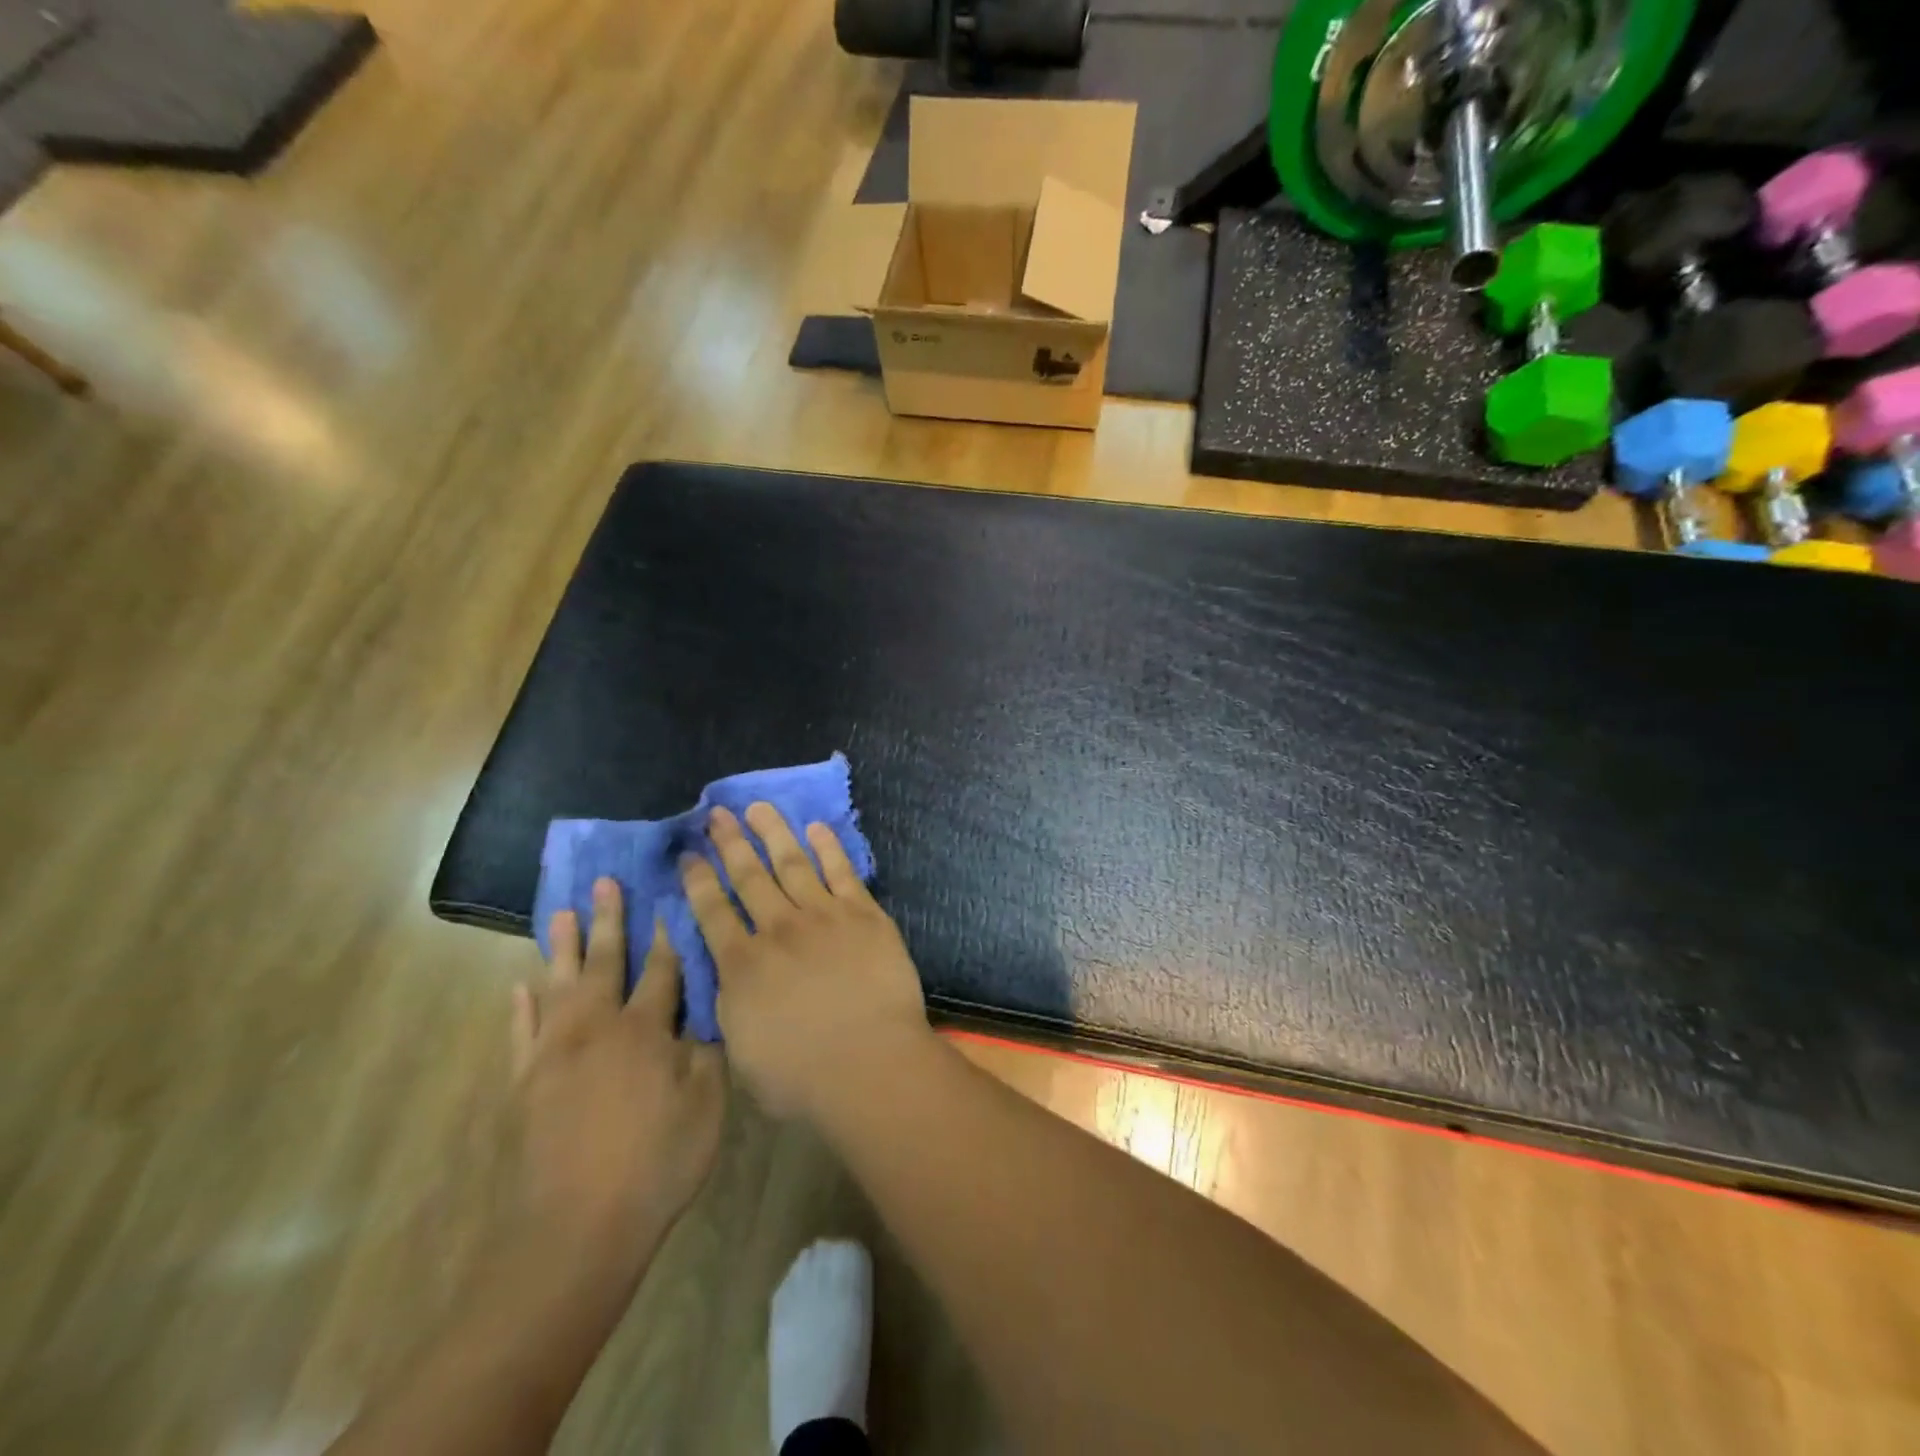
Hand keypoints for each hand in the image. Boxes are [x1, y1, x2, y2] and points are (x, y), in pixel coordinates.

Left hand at [510, 878, 724, 1276]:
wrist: (578, 1229)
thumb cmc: (656, 1164)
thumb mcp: (706, 1107)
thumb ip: (707, 1053)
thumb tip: (704, 1014)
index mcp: (645, 1030)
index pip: (662, 970)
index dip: (668, 936)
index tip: (667, 901)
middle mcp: (597, 1028)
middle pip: (605, 963)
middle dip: (610, 921)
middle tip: (605, 883)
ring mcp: (555, 1054)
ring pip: (558, 986)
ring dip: (561, 948)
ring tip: (562, 913)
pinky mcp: (526, 1083)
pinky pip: (520, 1034)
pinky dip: (520, 1008)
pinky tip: (520, 986)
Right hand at [684, 804, 930, 1118]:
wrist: (870, 1064)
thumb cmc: (801, 1076)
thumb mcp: (742, 1050)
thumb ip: (730, 1005)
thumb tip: (724, 975)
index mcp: (741, 965)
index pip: (711, 911)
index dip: (697, 880)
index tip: (687, 854)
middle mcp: (778, 930)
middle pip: (748, 877)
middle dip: (729, 843)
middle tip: (717, 814)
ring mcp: (823, 917)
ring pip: (792, 863)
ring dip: (773, 832)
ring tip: (758, 807)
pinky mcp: (863, 915)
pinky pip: (841, 872)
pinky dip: (828, 847)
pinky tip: (816, 828)